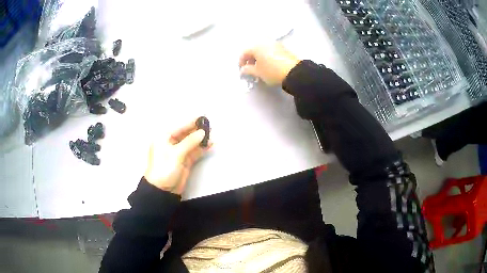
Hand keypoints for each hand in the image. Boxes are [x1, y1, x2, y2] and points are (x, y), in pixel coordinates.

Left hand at [144, 119, 211, 194]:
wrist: (162, 190)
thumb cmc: (164, 168)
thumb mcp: (176, 154)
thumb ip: (190, 142)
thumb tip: (202, 133)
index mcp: (164, 138)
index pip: (180, 126)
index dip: (191, 122)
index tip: (203, 117)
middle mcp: (171, 143)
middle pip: (186, 133)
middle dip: (198, 130)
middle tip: (210, 126)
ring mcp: (179, 152)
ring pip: (192, 142)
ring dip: (201, 139)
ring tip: (213, 135)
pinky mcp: (185, 160)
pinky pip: (194, 151)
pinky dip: (202, 148)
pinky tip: (210, 144)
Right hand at [239, 43, 299, 85]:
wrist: (293, 71)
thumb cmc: (272, 71)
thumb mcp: (258, 72)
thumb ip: (248, 70)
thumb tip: (243, 69)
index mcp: (256, 46)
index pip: (244, 52)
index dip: (241, 61)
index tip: (242, 70)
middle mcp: (264, 41)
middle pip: (253, 49)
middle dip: (250, 58)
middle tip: (250, 68)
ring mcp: (274, 43)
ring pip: (262, 48)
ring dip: (258, 56)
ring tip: (259, 66)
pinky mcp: (282, 47)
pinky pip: (269, 49)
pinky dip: (266, 55)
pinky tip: (267, 63)